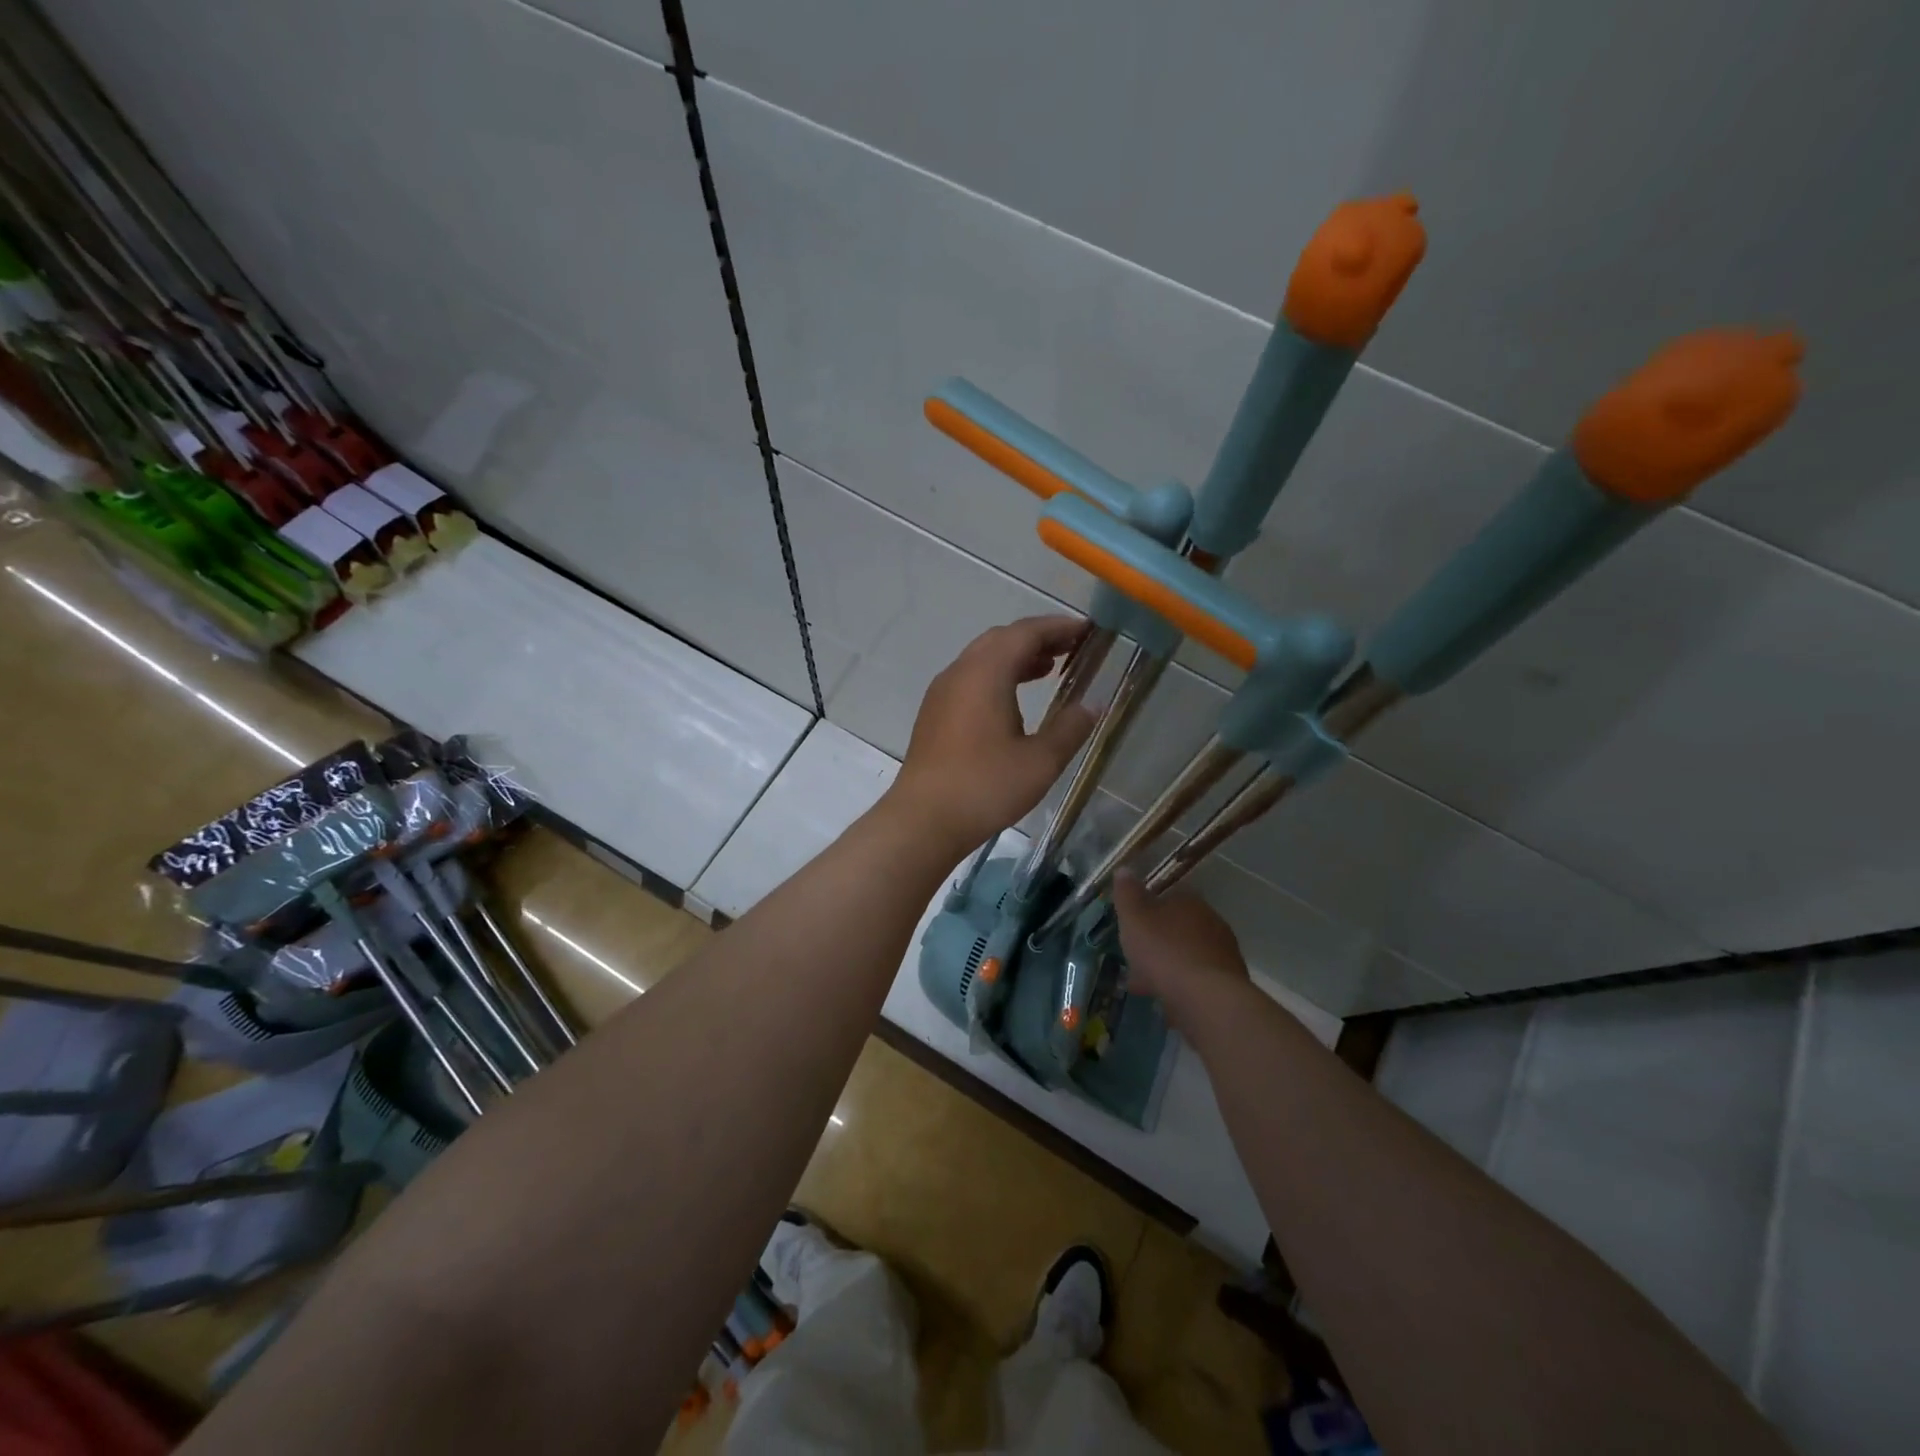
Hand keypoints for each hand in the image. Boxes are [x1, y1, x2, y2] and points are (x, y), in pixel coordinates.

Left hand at [885, 616, 1095, 853]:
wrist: (923, 820)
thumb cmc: (985, 787)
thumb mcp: (1040, 761)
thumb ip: (1070, 728)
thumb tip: (1092, 705)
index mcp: (985, 673)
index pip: (1025, 633)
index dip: (1058, 627)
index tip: (1088, 631)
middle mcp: (960, 672)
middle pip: (1002, 639)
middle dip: (1038, 638)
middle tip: (1072, 648)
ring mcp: (942, 692)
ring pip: (983, 658)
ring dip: (1016, 657)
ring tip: (1050, 669)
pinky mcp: (935, 713)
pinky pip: (970, 678)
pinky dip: (998, 675)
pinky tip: (1014, 699)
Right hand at [1113, 871, 1247, 1018]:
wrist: (1207, 999)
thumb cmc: (1164, 951)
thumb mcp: (1134, 918)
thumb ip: (1127, 894)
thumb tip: (1124, 869)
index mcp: (1188, 901)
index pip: (1167, 897)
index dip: (1147, 912)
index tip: (1131, 929)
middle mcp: (1211, 920)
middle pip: (1177, 927)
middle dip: (1156, 942)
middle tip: (1134, 959)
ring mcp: (1223, 952)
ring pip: (1186, 954)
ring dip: (1167, 966)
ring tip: (1145, 986)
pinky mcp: (1229, 982)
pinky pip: (1197, 979)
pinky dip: (1181, 985)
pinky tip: (1166, 1001)